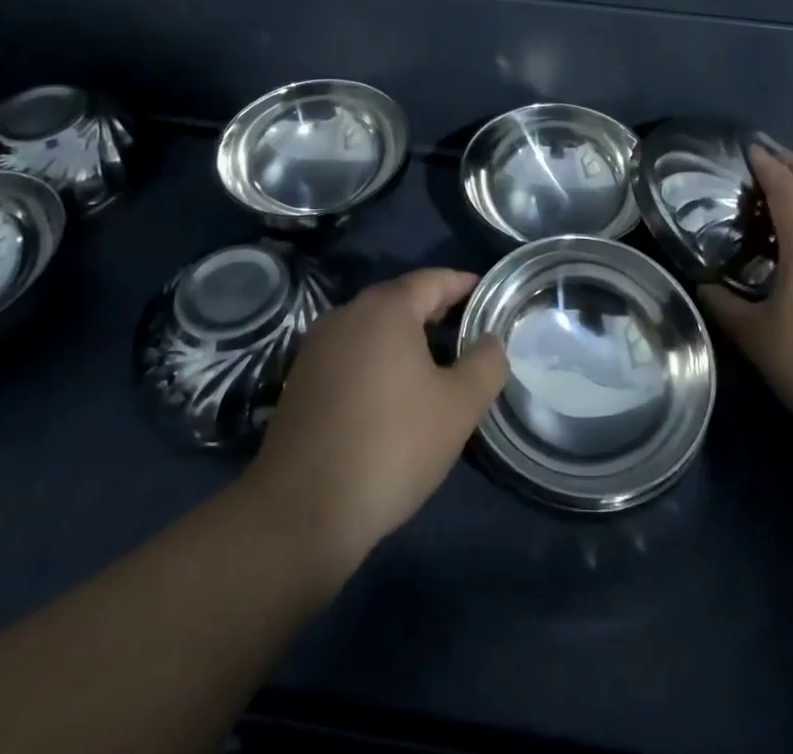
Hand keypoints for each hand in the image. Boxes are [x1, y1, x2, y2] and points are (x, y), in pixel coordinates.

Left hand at [243, 268, 507, 577]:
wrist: (301, 513)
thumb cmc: (391, 447)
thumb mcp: (459, 407)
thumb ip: (486, 364)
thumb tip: (491, 341)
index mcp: (386, 309)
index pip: (433, 280)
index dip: (464, 284)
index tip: (488, 295)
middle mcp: (347, 315)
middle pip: (400, 299)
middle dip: (436, 309)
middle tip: (468, 329)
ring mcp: (318, 347)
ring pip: (373, 327)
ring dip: (406, 336)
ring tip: (437, 361)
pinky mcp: (301, 380)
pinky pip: (351, 353)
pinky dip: (378, 358)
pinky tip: (393, 391)